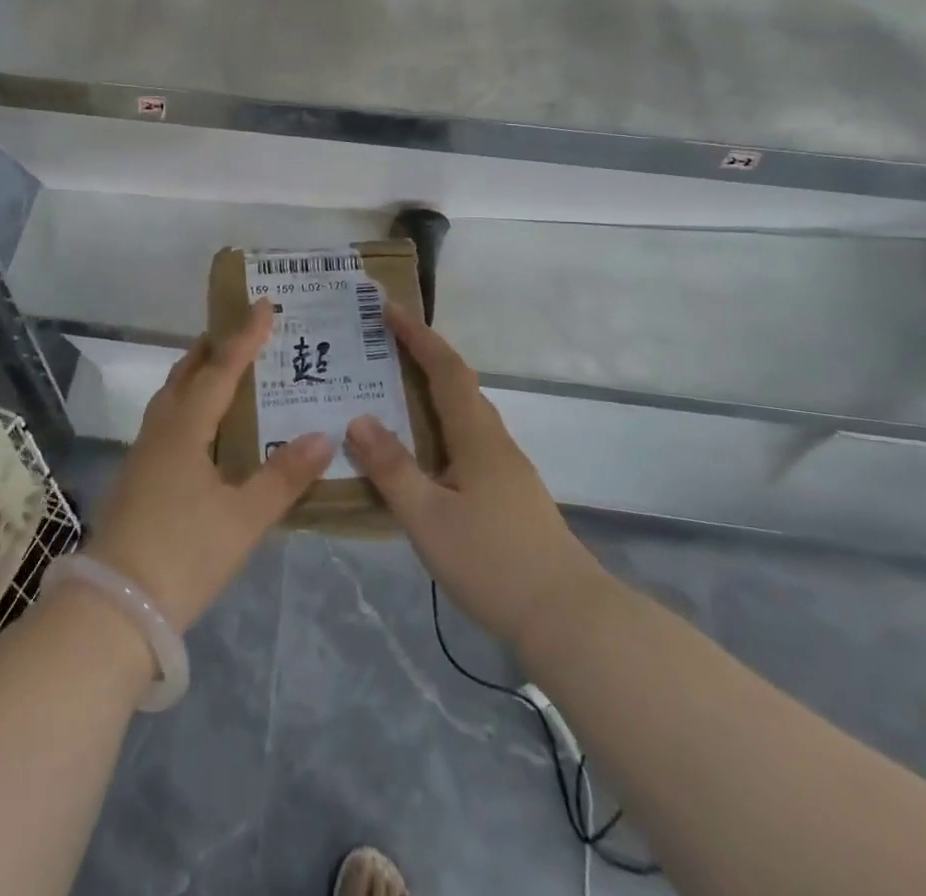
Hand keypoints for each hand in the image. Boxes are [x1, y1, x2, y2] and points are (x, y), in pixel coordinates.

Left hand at [88, 300, 332, 631]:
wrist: (114, 608)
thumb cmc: (184, 554)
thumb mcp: (244, 519)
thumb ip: (283, 477)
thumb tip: (322, 436)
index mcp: (187, 428)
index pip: (221, 369)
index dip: (245, 336)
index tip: (263, 304)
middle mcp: (161, 430)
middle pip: (187, 374)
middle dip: (214, 348)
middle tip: (242, 332)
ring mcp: (143, 453)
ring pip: (171, 397)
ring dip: (196, 374)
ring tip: (222, 369)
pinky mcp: (136, 476)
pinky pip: (166, 420)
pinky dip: (188, 404)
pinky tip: (202, 427)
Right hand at [344, 303, 598, 647]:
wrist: (569, 617)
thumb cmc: (493, 561)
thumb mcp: (427, 517)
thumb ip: (391, 467)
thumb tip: (357, 418)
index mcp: (476, 435)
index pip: (445, 369)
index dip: (417, 335)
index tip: (388, 308)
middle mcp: (494, 440)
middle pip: (458, 383)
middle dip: (422, 355)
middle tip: (381, 344)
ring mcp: (506, 467)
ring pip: (464, 411)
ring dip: (431, 389)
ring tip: (392, 390)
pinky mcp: (509, 492)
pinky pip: (467, 437)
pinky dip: (440, 422)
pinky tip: (422, 449)